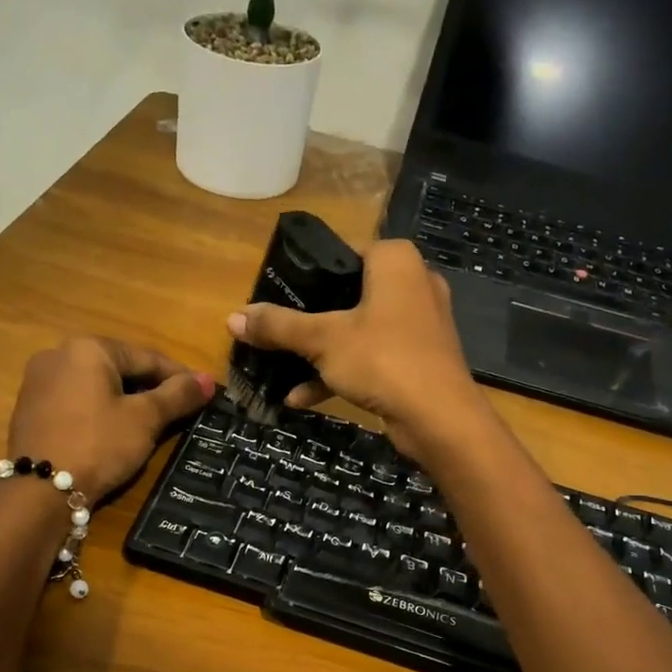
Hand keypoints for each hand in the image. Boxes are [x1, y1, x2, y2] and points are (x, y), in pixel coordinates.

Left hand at [8, 339, 213, 498]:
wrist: (40, 491)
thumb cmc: (99, 444)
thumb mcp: (145, 420)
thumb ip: (178, 396)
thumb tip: (208, 381)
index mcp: (88, 348)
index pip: (146, 357)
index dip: (180, 376)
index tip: (204, 393)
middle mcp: (58, 354)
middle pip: (120, 368)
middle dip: (151, 387)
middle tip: (180, 410)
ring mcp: (38, 381)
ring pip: (97, 385)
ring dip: (126, 399)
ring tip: (152, 423)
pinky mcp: (30, 408)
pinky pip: (77, 401)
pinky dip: (100, 410)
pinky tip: (115, 431)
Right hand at [226, 239, 488, 460]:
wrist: (440, 419)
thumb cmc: (383, 359)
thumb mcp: (322, 340)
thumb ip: (278, 326)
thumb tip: (232, 317)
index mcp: (396, 262)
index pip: (345, 252)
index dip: (311, 271)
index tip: (281, 293)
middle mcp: (413, 285)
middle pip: (349, 294)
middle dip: (311, 318)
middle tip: (278, 330)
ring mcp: (419, 325)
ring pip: (359, 331)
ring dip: (321, 353)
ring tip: (281, 368)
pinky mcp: (419, 360)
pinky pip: (372, 358)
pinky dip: (341, 373)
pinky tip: (301, 397)